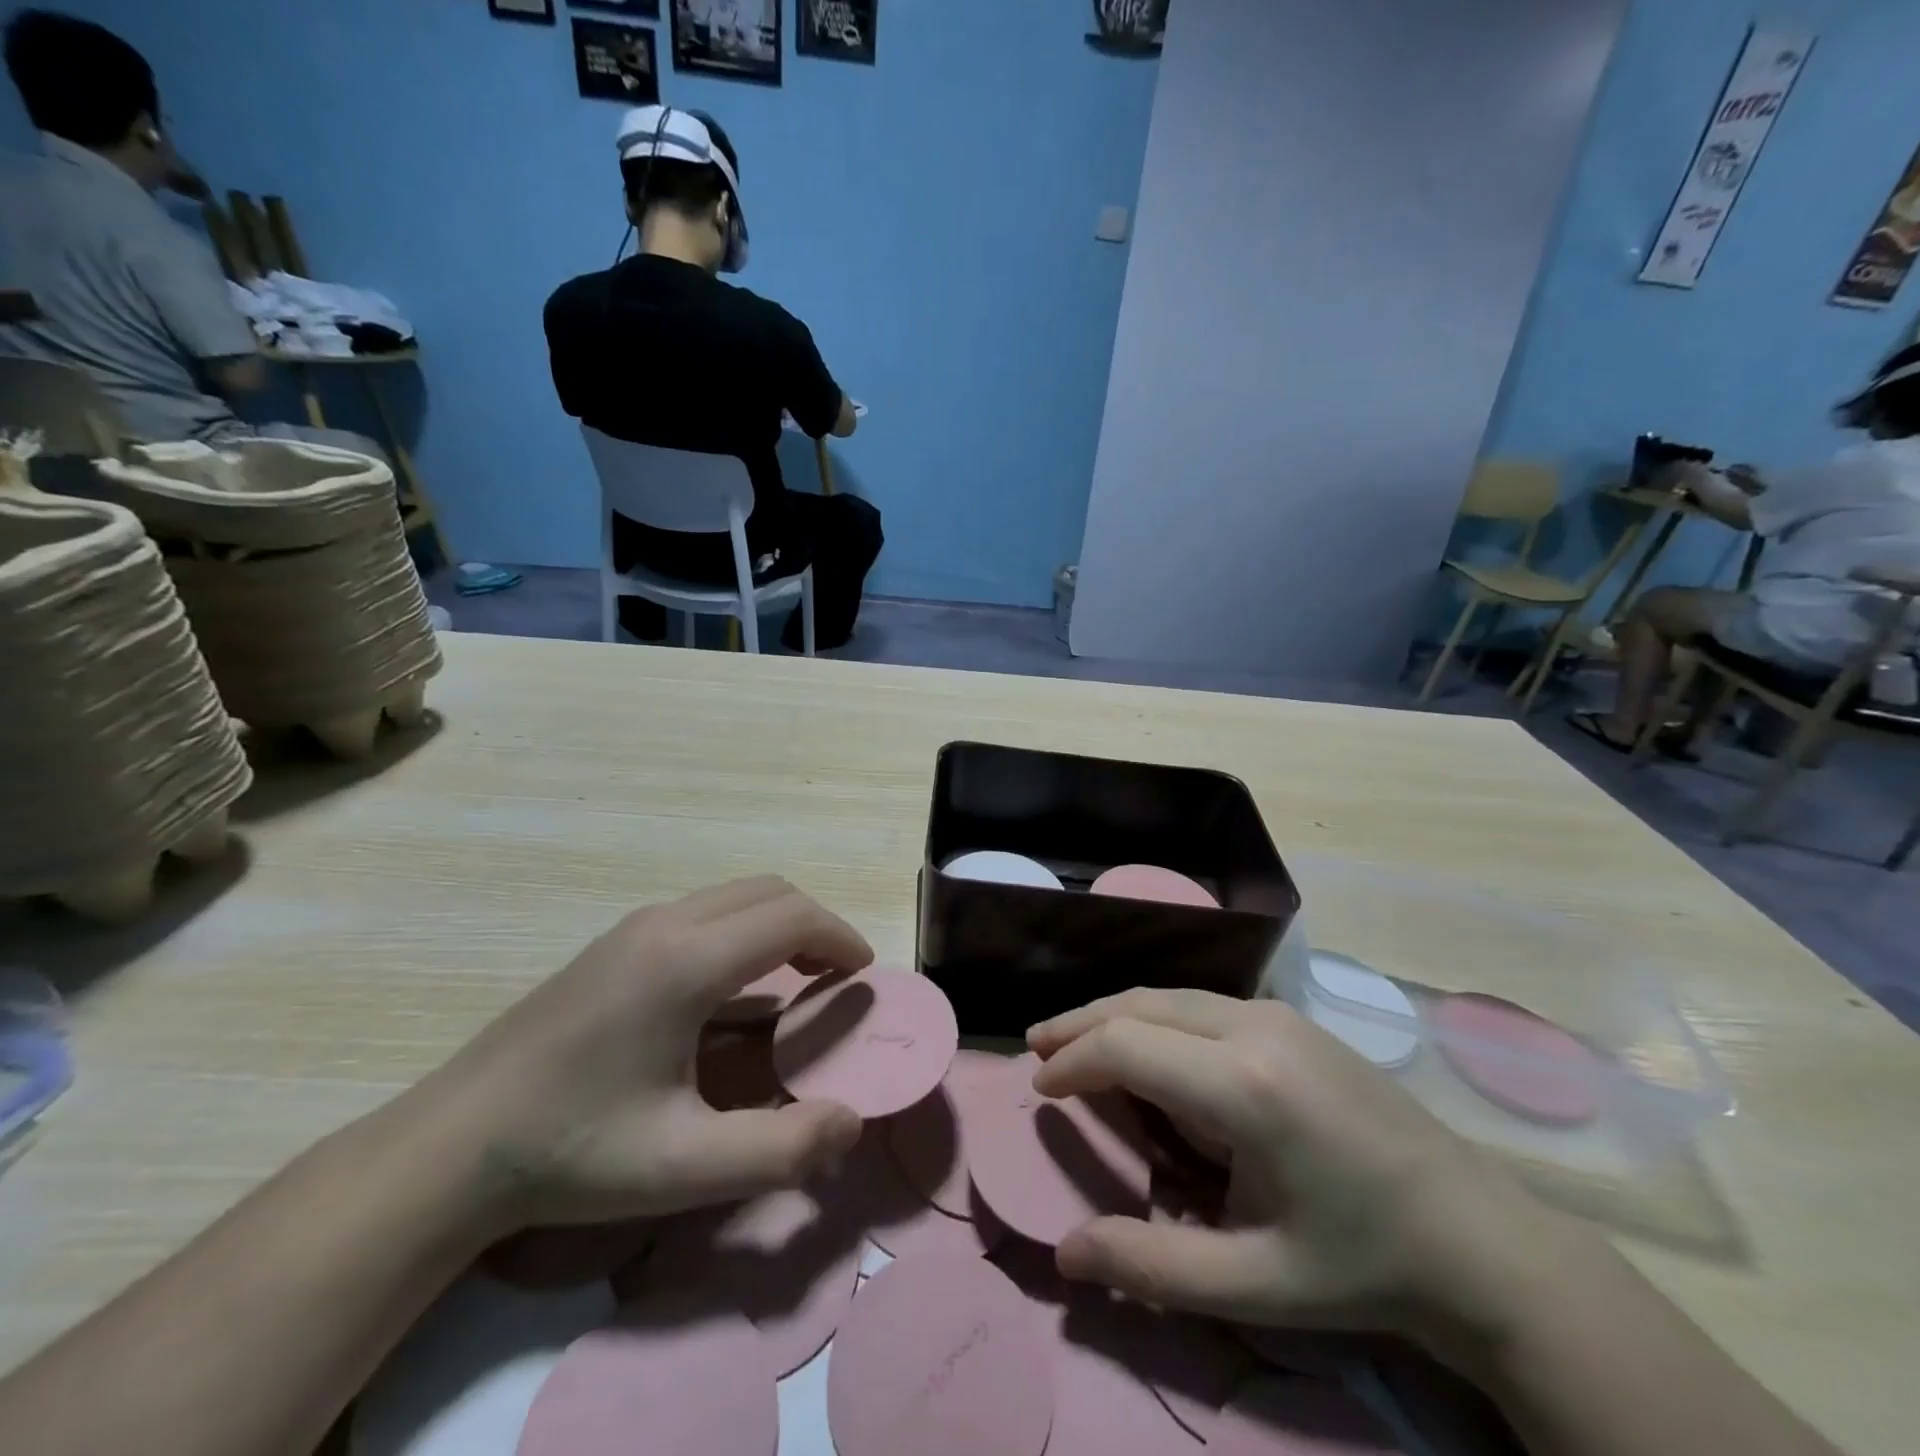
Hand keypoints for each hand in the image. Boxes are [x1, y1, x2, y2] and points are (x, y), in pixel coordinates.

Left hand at [406, 878, 869, 1238]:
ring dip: (779, 924)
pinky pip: (704, 912)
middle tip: (835, 979)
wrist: (452, 1145)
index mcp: (686, 963)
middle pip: (769, 891)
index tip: (863, 976)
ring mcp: (634, 927)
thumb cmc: (572, 1152)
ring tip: (794, 980)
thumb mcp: (682, 1168)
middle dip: (816, 925)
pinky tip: (731, 991)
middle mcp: (664, 924)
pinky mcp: (615, 942)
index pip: (791, 917)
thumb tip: (852, 1122)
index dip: (839, 938)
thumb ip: (780, 1149)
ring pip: (735, 896)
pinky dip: (743, 931)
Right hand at [1028, 990, 1570, 1347]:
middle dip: (1081, 1024)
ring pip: (1170, 996)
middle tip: (1037, 1048)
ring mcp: (1278, 1014)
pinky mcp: (1292, 1019)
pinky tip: (1146, 1045)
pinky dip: (1155, 1017)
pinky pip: (1201, 1004)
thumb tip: (1065, 1255)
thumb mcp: (1256, 1285)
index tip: (1040, 1088)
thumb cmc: (1363, 1266)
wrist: (1481, 1240)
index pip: (1127, 1046)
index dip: (1073, 1061)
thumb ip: (1152, 1267)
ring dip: (1116, 1014)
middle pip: (1141, 1004)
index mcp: (1244, 1085)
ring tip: (1074, 1039)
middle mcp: (1255, 1027)